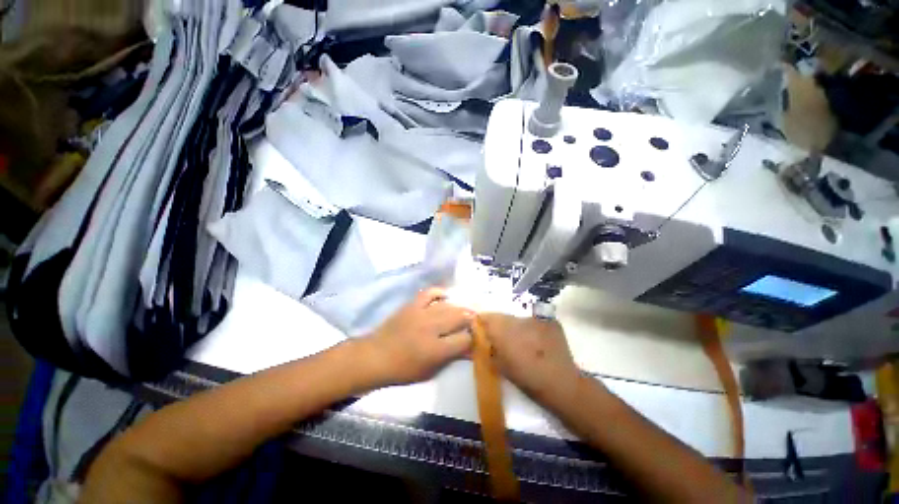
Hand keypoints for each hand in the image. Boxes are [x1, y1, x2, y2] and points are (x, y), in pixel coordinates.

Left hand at [360, 288, 473, 385]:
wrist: (375, 356)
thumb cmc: (403, 370)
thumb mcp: (430, 371)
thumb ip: (451, 358)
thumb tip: (470, 350)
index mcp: (436, 349)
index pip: (464, 339)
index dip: (473, 338)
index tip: (476, 338)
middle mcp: (431, 328)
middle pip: (459, 317)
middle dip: (470, 319)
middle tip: (474, 321)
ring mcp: (421, 313)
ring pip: (447, 306)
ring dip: (458, 308)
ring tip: (463, 312)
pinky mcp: (412, 305)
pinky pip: (429, 293)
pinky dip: (439, 292)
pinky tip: (445, 297)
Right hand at [479, 314, 584, 409]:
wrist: (561, 384)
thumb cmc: (527, 378)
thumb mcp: (500, 365)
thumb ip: (488, 349)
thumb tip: (482, 339)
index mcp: (503, 331)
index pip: (486, 317)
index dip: (482, 321)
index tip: (480, 328)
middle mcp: (518, 319)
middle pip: (502, 317)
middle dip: (499, 325)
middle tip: (502, 338)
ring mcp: (536, 319)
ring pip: (518, 319)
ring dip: (515, 327)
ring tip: (521, 341)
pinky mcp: (550, 320)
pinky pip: (534, 321)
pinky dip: (531, 328)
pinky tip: (536, 341)